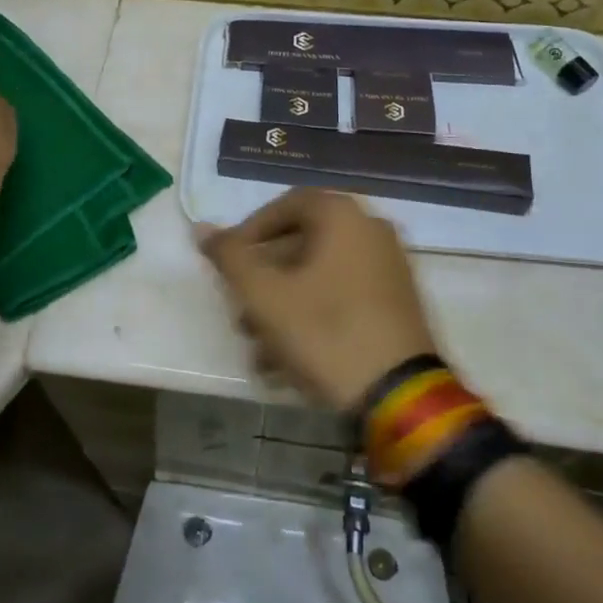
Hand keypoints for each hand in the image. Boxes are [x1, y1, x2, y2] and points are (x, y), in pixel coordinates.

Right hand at [198, 189, 437, 412]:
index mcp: (343, 217)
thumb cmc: (325, 332)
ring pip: (320, 277)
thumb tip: (202, 228)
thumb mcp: (265, 295)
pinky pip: (344, 297)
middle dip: (264, 281)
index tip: (229, 264)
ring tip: (259, 351)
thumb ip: (230, 257)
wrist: (400, 397)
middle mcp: (371, 231)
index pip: (285, 205)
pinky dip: (313, 318)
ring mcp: (389, 268)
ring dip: (284, 308)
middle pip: (302, 245)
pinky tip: (289, 363)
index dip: (250, 231)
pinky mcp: (398, 303)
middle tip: (240, 315)